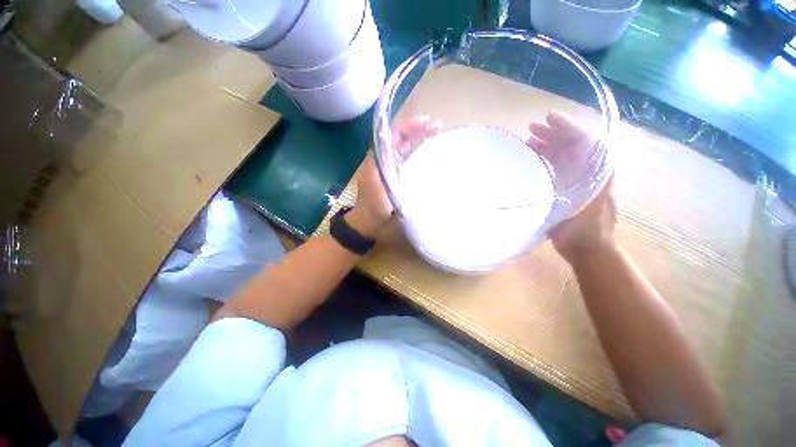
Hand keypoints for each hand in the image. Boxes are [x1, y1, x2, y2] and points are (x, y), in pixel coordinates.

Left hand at [348, 116, 441, 237]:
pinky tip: (427, 152)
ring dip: (417, 139)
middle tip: (437, 127)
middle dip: (417, 130)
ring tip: (435, 134)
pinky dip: (415, 152)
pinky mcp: (391, 175)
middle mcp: (381, 159)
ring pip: (402, 147)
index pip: (393, 135)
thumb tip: (415, 165)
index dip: (409, 126)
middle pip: (399, 138)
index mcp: (377, 160)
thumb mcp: (385, 194)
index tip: (427, 123)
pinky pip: (404, 158)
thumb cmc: (374, 210)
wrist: (366, 223)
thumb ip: (395, 179)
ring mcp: (386, 167)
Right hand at [527, 111, 616, 263]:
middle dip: (554, 134)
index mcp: (596, 171)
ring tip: (529, 141)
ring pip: (564, 156)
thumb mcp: (581, 205)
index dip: (566, 127)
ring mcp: (578, 180)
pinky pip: (558, 168)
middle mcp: (589, 171)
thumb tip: (564, 157)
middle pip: (572, 145)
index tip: (548, 119)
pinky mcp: (568, 189)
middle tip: (532, 128)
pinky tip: (532, 159)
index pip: (583, 141)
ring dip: (548, 146)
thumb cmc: (585, 230)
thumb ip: (577, 182)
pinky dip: (545, 161)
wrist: (588, 249)